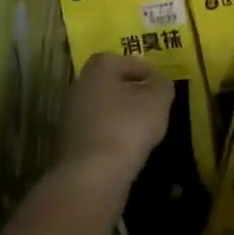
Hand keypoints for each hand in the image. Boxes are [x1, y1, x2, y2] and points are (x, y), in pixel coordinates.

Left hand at [57, 53, 172, 191]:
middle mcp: (80, 86)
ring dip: (121, 115)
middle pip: (111, 83)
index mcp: (98, 68)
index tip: (159, 85)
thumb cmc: (128, 125)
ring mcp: (71, 116)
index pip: (123, 60)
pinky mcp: (71, 143)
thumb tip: (158, 81)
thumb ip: (162, 84)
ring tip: (143, 129)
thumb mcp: (158, 99)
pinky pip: (98, 130)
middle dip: (131, 92)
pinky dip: (112, 135)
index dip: (143, 70)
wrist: (93, 175)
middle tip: (152, 105)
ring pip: (103, 108)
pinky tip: (127, 148)